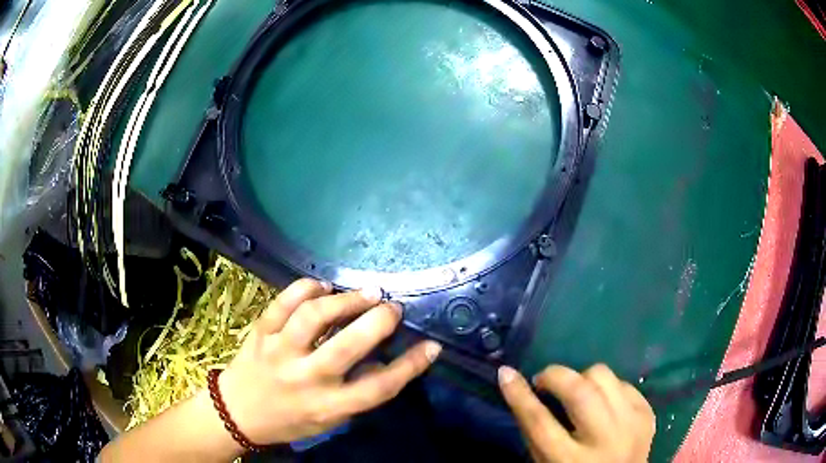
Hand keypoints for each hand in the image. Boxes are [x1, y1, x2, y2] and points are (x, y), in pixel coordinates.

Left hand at [218, 279, 441, 445]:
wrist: (238, 413)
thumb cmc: (289, 420)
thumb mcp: (329, 420)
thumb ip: (357, 394)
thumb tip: (384, 360)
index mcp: (327, 406)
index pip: (377, 388)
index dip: (410, 366)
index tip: (431, 346)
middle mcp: (305, 379)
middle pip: (347, 347)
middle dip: (377, 322)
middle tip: (393, 307)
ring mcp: (279, 352)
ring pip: (313, 317)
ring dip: (345, 301)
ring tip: (366, 293)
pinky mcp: (260, 333)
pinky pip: (282, 303)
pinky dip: (305, 288)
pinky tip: (323, 286)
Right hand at [499, 364, 654, 462]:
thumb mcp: (545, 462)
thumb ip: (535, 431)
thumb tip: (519, 388)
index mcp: (569, 461)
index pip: (539, 422)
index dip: (519, 395)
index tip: (506, 373)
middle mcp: (604, 440)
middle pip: (579, 392)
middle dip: (555, 375)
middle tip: (544, 380)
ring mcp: (631, 424)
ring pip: (603, 376)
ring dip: (582, 378)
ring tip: (576, 393)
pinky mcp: (647, 413)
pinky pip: (623, 383)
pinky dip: (607, 387)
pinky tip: (602, 403)